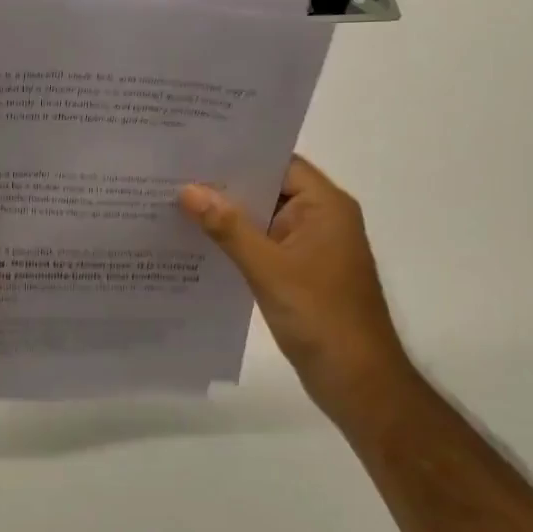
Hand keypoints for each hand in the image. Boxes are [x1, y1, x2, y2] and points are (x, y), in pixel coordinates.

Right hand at [180, 156, 407, 425]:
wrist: (358, 383)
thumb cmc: (321, 317)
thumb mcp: (269, 269)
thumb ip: (228, 227)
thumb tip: (188, 190)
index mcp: (325, 206)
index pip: (278, 163)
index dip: (239, 154)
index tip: (196, 148)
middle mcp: (320, 218)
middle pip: (268, 188)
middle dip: (226, 184)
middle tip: (174, 172)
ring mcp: (310, 246)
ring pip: (262, 218)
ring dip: (228, 215)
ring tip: (176, 201)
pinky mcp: (300, 272)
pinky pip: (263, 244)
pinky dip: (236, 241)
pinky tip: (199, 241)